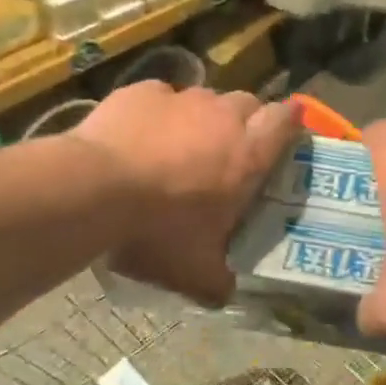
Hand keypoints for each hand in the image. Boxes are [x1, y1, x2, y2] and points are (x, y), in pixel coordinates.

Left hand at [73, 81, 298, 306]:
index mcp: (247, 155)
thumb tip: (226, 294)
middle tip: (228, 150)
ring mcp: (181, 98)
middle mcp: (222, 117)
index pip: (286, 121)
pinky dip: (158, 113)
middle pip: (248, 103)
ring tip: (179, 146)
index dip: (291, 121)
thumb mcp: (193, 271)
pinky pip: (161, 97)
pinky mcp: (143, 91)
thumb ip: (218, 282)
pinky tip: (139, 136)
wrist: (94, 189)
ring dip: (200, 118)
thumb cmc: (156, 230)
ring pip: (204, 98)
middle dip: (245, 121)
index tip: (289, 127)